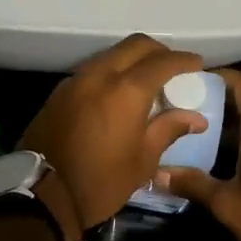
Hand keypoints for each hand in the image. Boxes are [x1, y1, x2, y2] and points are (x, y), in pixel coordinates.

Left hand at [21, 35, 208, 238]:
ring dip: (132, 58)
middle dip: (158, 51)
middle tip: (173, 67)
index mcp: (126, 90)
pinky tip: (117, 92)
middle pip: (135, 45)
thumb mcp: (143, 160)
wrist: (42, 194)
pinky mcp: (60, 90)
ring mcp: (76, 79)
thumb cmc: (101, 181)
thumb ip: (169, 130)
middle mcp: (100, 74)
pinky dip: (111, 71)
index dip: (183, 60)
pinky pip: (93, 69)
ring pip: (111, 53)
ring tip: (146, 79)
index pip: (162, 62)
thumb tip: (196, 118)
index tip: (197, 64)